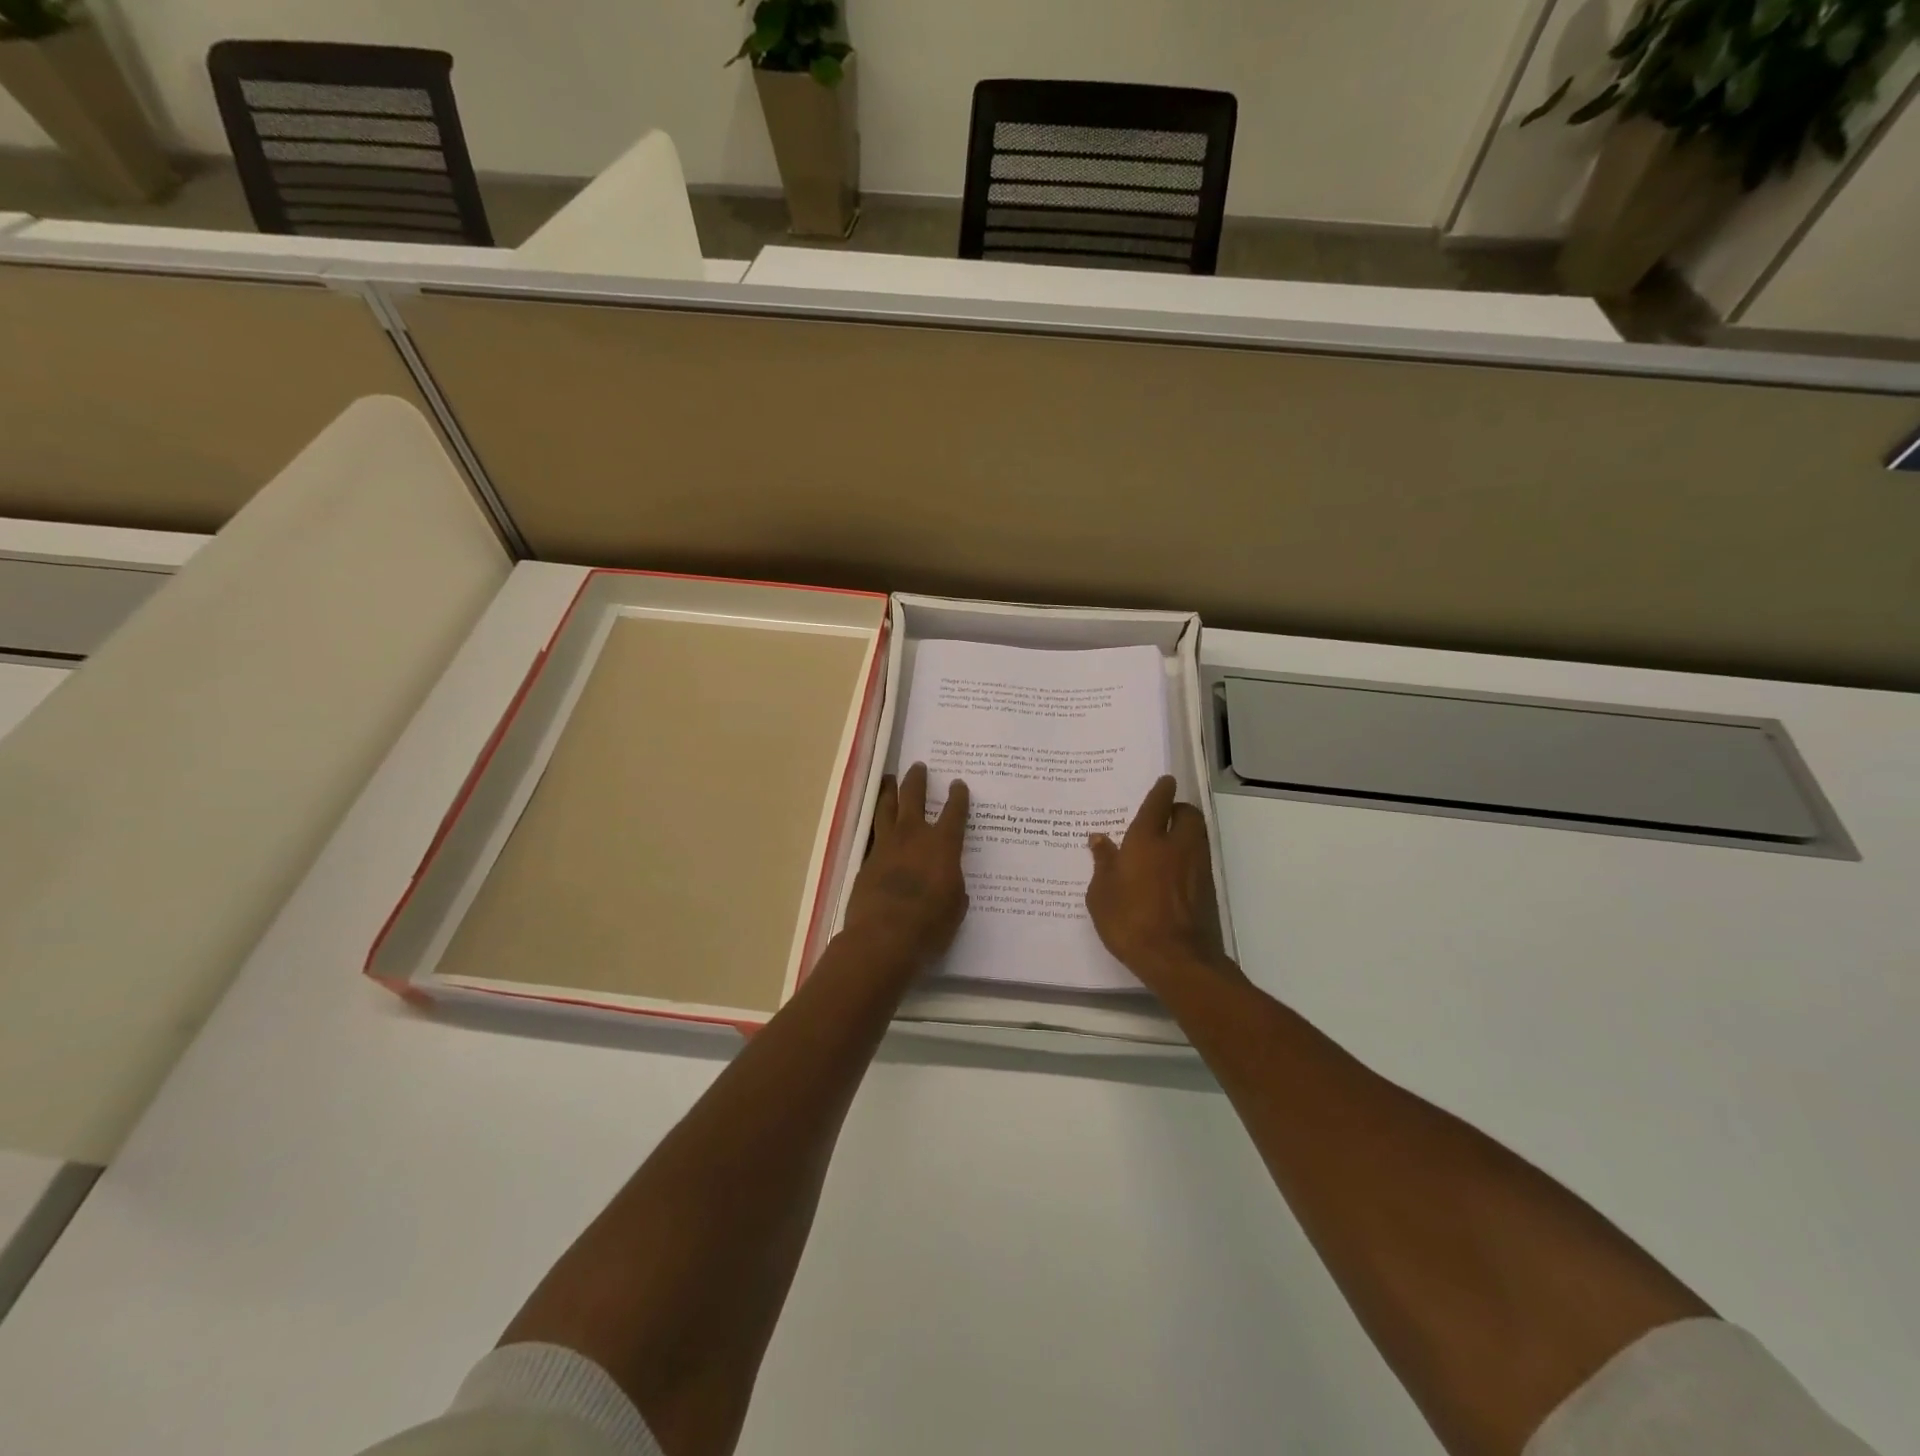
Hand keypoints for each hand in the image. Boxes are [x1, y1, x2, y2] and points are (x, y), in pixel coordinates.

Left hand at [843, 762, 969, 966]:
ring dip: (889, 792)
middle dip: (917, 780)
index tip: (958, 784)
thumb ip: (953, 886)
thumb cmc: (929, 924)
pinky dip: (877, 825)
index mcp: (942, 845)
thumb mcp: (955, 906)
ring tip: (889, 780)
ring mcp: (885, 846)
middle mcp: (913, 837)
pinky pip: (872, 835)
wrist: (882, 937)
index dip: (958, 797)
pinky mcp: (866, 862)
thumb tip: (948, 879)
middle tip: (918, 766)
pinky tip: (877, 825)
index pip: (954, 813)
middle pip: (913, 798)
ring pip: (885, 809)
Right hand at [1086, 776, 1238, 996]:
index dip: (1162, 790)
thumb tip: (1099, 838)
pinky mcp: (1208, 888)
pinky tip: (1173, 870)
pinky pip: (1199, 858)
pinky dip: (1189, 855)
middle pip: (1188, 814)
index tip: (1165, 781)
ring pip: (1198, 834)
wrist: (1177, 959)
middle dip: (1179, 808)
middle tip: (1164, 814)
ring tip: (1168, 840)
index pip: (1158, 804)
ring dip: (1187, 830)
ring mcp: (1197, 867)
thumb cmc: (1130, 921)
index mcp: (1147, 840)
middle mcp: (1177, 845)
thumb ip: (1102, 863)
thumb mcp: (1100, 894)